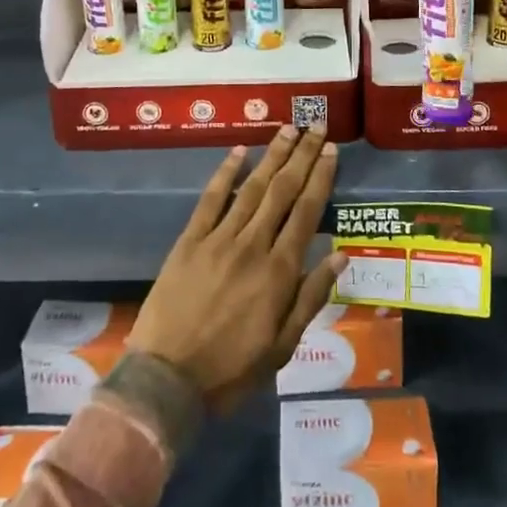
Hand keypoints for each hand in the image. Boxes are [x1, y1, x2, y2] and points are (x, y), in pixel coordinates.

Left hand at [128, 125, 346, 411]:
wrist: (166, 380)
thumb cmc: (231, 370)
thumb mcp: (283, 347)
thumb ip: (311, 297)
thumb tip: (340, 254)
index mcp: (279, 272)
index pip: (307, 212)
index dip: (320, 177)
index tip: (330, 150)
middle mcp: (252, 245)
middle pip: (283, 190)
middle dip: (301, 156)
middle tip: (315, 126)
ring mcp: (219, 239)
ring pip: (252, 187)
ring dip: (272, 155)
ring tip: (287, 128)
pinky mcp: (190, 240)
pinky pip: (211, 199)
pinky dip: (226, 172)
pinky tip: (239, 151)